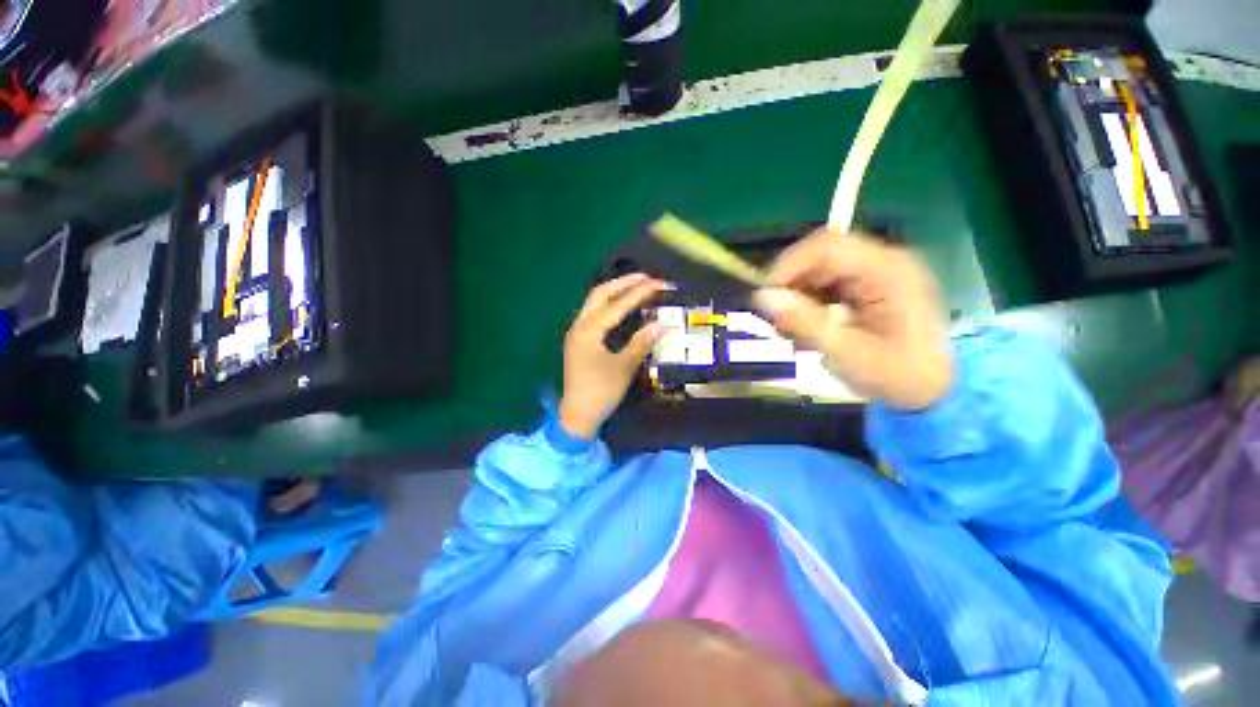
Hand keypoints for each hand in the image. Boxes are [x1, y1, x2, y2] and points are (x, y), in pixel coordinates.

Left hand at [559, 273, 670, 438]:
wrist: (577, 415)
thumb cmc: (601, 391)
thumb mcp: (624, 367)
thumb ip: (642, 343)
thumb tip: (662, 324)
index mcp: (589, 330)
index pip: (618, 304)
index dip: (640, 292)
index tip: (659, 284)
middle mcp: (579, 325)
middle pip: (601, 293)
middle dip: (624, 283)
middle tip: (647, 278)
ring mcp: (577, 332)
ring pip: (595, 302)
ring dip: (616, 291)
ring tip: (637, 286)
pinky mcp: (579, 340)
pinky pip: (594, 313)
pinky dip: (610, 305)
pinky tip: (622, 308)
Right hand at [751, 229, 952, 409]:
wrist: (935, 391)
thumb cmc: (897, 374)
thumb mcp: (847, 352)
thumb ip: (804, 322)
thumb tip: (761, 297)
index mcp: (886, 270)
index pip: (826, 246)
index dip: (788, 265)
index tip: (765, 297)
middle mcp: (881, 263)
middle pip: (819, 258)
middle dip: (791, 287)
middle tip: (777, 322)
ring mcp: (875, 275)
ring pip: (819, 273)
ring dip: (798, 299)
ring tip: (791, 333)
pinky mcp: (868, 289)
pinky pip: (827, 287)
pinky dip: (809, 306)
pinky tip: (807, 331)